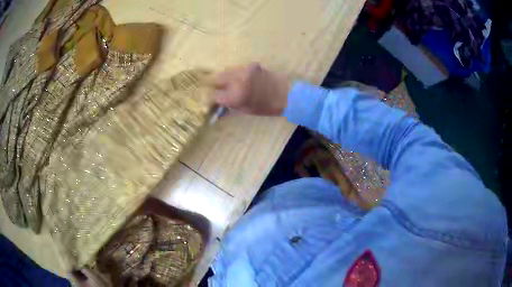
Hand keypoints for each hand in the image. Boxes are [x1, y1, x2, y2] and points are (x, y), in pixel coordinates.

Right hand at [205, 63, 289, 115]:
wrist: (287, 94)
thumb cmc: (267, 106)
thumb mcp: (246, 110)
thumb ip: (229, 106)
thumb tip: (217, 104)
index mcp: (236, 95)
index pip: (215, 95)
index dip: (211, 98)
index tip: (210, 100)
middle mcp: (237, 79)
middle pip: (216, 78)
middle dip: (214, 84)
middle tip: (214, 90)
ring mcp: (245, 70)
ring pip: (226, 71)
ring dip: (224, 78)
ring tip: (228, 85)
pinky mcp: (251, 65)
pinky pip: (237, 69)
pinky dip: (234, 74)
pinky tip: (240, 79)